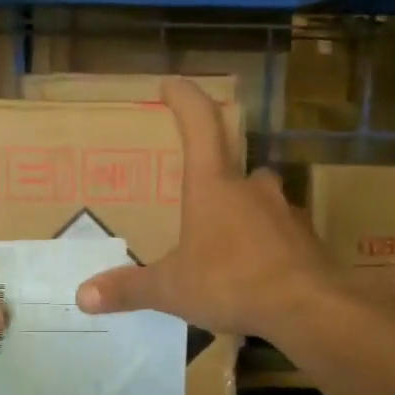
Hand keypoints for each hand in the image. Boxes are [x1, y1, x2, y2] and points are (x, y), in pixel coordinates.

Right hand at [75, 78, 342, 339]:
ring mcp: (285, 211)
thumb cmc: (232, 282)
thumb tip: (83, 295)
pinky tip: (253, 273)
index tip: (170, 85)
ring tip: (222, 244)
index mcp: (213, 185)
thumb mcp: (172, 288)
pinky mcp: (307, 240)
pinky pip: (279, 233)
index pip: (200, 124)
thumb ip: (129, 289)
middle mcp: (252, 188)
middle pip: (232, 166)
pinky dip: (264, 245)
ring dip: (241, 213)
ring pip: (259, 200)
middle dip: (214, 178)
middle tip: (195, 200)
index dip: (184, 99)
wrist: (310, 309)